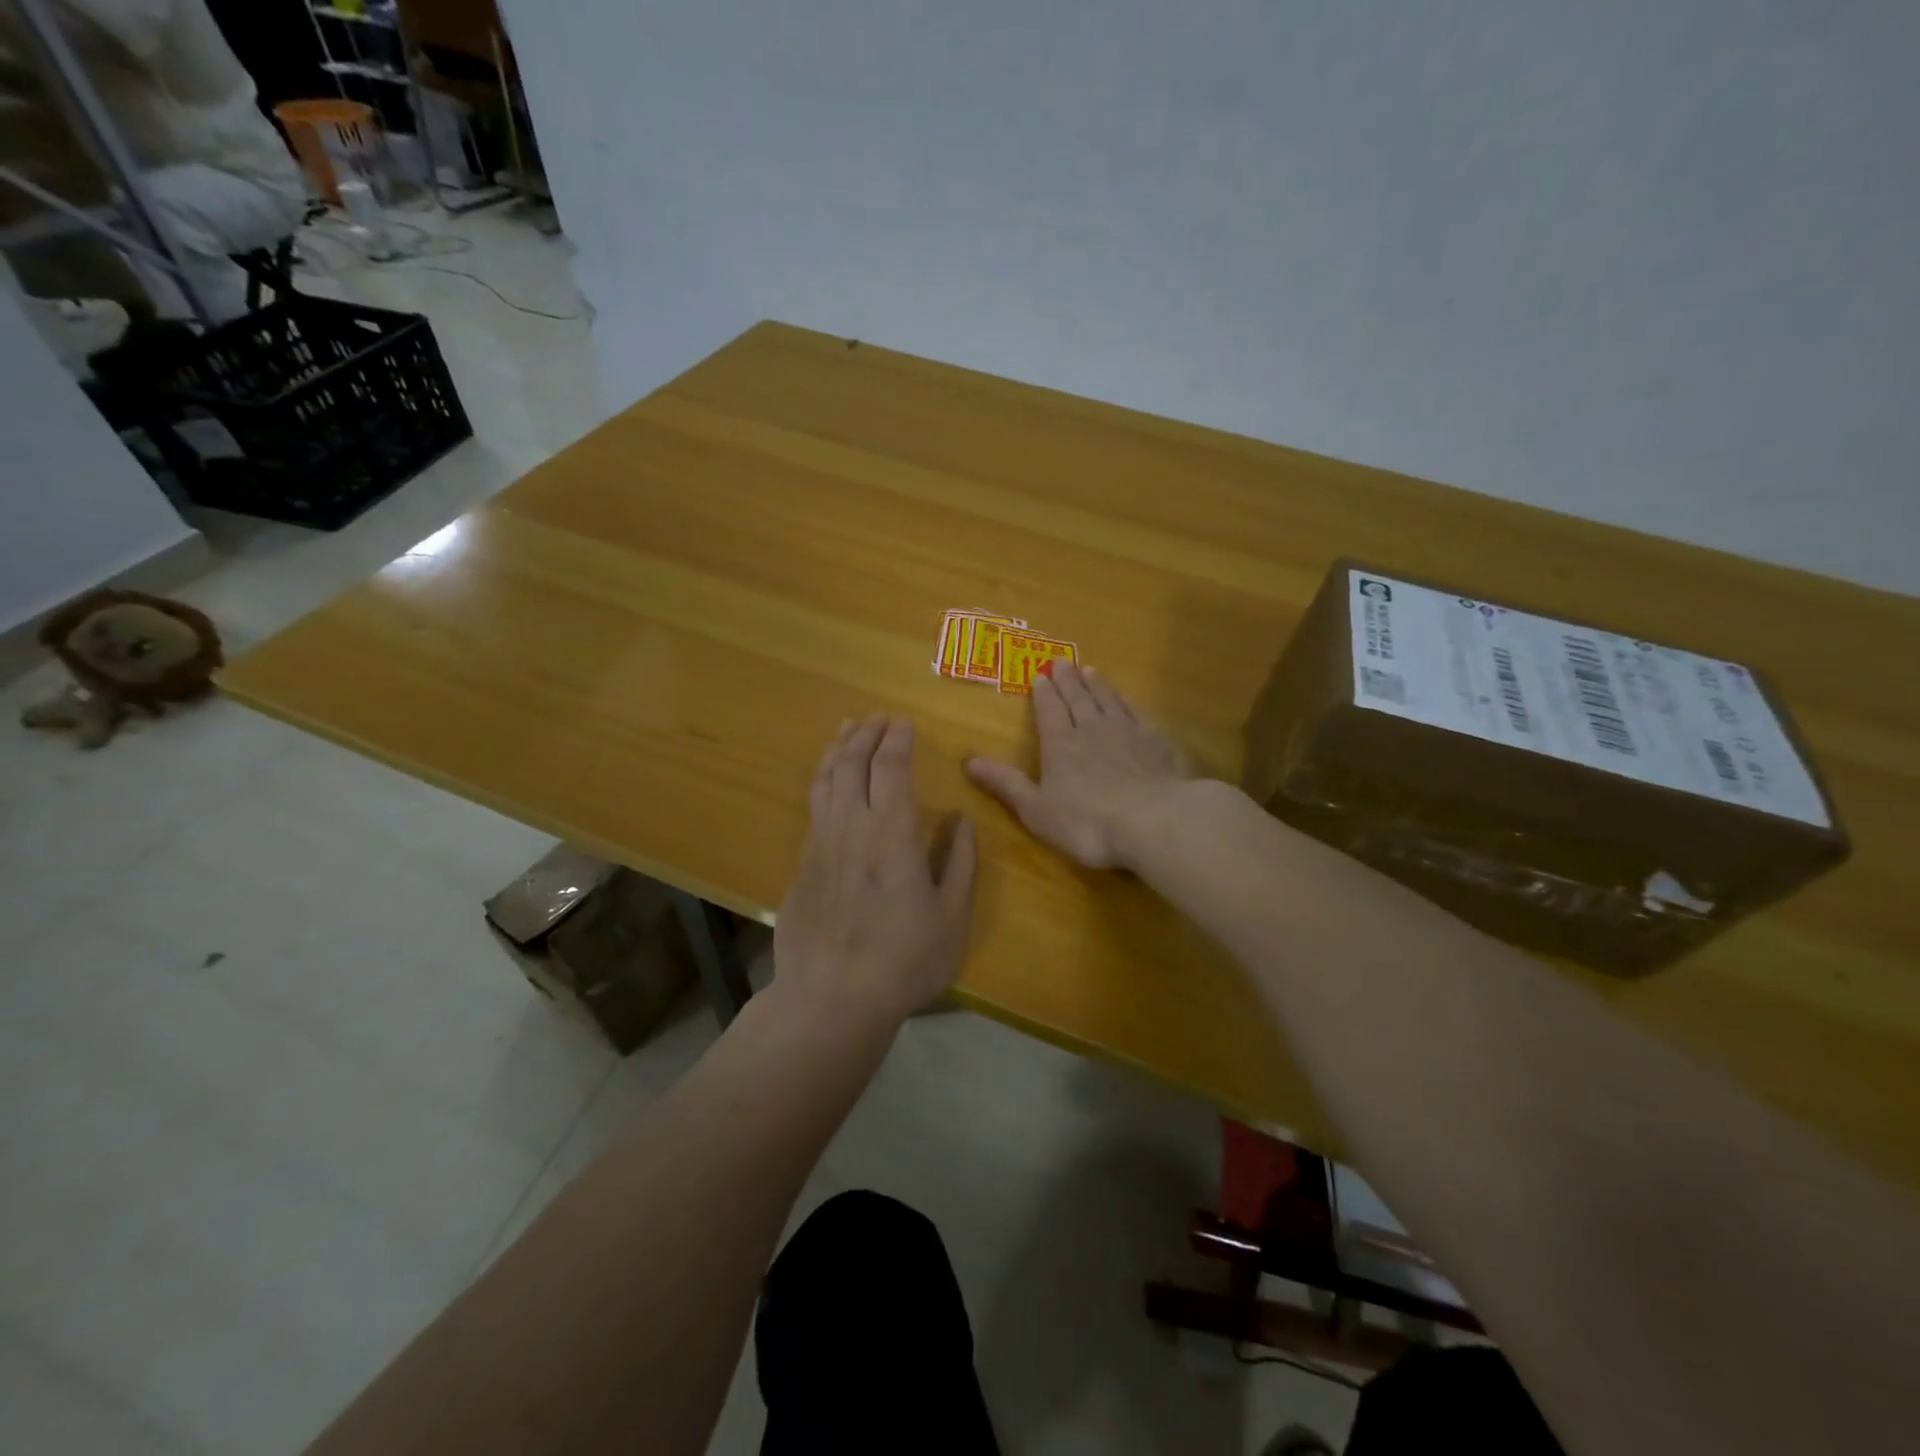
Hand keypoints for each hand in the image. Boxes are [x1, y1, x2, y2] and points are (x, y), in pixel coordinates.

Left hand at [774, 715, 977, 1027]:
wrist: (831, 999)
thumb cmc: (903, 960)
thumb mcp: (952, 917)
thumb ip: (960, 863)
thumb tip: (962, 822)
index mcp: (892, 832)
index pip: (891, 766)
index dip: (898, 739)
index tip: (904, 722)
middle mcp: (851, 825)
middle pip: (852, 762)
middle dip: (866, 733)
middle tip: (878, 717)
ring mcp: (819, 843)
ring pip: (825, 779)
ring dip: (838, 749)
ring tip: (847, 730)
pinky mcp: (801, 864)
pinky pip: (813, 806)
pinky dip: (822, 780)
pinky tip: (828, 782)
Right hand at [965, 661, 1192, 868]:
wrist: (1155, 821)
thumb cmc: (1088, 823)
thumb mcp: (1036, 810)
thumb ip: (1005, 784)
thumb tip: (968, 761)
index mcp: (1061, 746)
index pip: (1049, 712)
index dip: (1043, 694)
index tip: (1040, 675)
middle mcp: (1092, 730)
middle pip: (1078, 699)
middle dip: (1067, 680)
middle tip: (1062, 661)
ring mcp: (1128, 732)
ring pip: (1108, 700)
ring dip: (1096, 685)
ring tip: (1090, 670)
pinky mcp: (1158, 742)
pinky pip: (1138, 712)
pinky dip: (1128, 701)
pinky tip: (1126, 698)